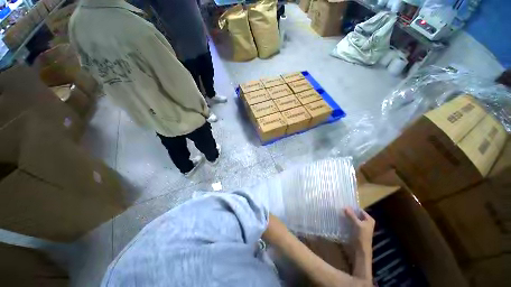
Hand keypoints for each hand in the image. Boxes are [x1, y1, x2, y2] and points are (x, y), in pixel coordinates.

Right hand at [344, 208, 374, 252]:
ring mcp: (362, 226)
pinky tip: (342, 220)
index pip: (359, 210)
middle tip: (341, 209)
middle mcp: (366, 221)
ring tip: (340, 214)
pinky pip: (352, 222)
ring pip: (353, 218)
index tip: (344, 206)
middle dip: (349, 212)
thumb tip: (345, 206)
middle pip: (356, 214)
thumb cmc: (362, 236)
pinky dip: (348, 221)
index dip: (352, 208)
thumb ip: (351, 215)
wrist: (361, 250)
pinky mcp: (357, 230)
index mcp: (369, 219)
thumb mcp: (357, 224)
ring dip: (348, 216)